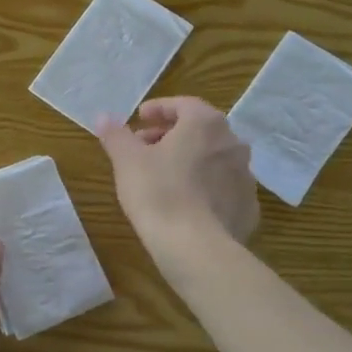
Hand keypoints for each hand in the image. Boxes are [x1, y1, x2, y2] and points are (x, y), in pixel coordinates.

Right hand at [97, 97, 259, 262]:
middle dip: (171, 134)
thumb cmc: (158, 193)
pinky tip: (186, 202)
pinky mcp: (248, 206)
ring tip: (163, 175)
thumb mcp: (127, 161)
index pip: (183, 104)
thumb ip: (116, 135)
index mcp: (206, 124)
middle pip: (200, 130)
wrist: (195, 247)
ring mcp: (246, 176)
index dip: (159, 109)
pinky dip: (205, 186)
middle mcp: (233, 143)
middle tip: (145, 146)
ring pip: (213, 158)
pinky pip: (223, 187)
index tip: (139, 118)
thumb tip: (104, 117)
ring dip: (190, 159)